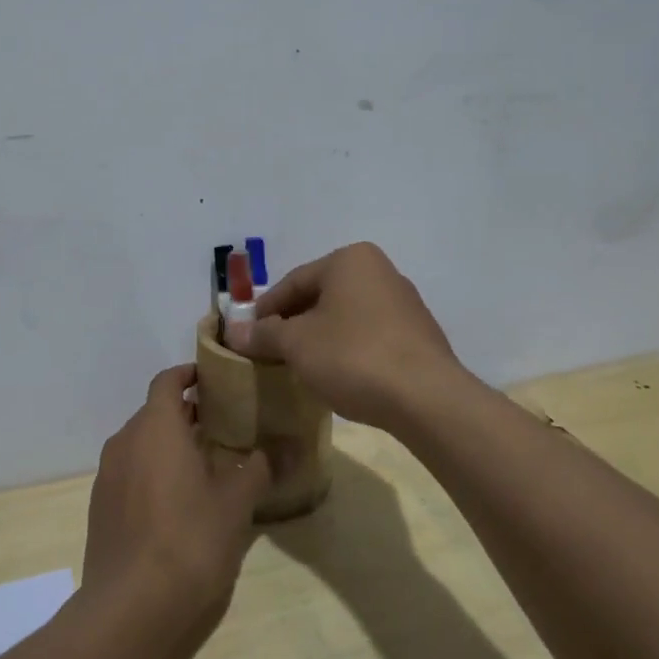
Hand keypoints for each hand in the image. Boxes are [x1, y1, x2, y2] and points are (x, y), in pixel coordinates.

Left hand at [81, 364, 271, 644]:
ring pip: (140, 443)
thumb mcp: (235, 504)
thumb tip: (274, 452)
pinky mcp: (100, 507)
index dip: (189, 374)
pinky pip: (129, 472)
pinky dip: (152, 471)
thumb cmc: (189, 541)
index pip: (167, 380)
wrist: (130, 608)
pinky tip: (176, 501)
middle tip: (222, 425)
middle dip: (185, 413)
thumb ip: (256, 471)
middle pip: (154, 412)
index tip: (214, 379)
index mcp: (156, 427)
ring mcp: (108, 476)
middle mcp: (125, 441)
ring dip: (168, 444)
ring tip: (204, 463)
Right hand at [224, 242, 468, 429]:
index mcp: (350, 260)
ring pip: (346, 316)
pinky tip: (337, 375)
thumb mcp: (297, 345)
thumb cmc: (353, 356)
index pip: (294, 281)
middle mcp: (380, 271)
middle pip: (321, 296)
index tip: (246, 336)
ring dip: (320, 337)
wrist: (426, 398)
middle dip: (293, 323)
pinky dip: (347, 349)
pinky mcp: (418, 335)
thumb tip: (233, 332)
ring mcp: (404, 303)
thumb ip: (263, 334)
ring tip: (299, 366)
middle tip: (269, 352)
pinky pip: (369, 335)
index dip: (264, 310)